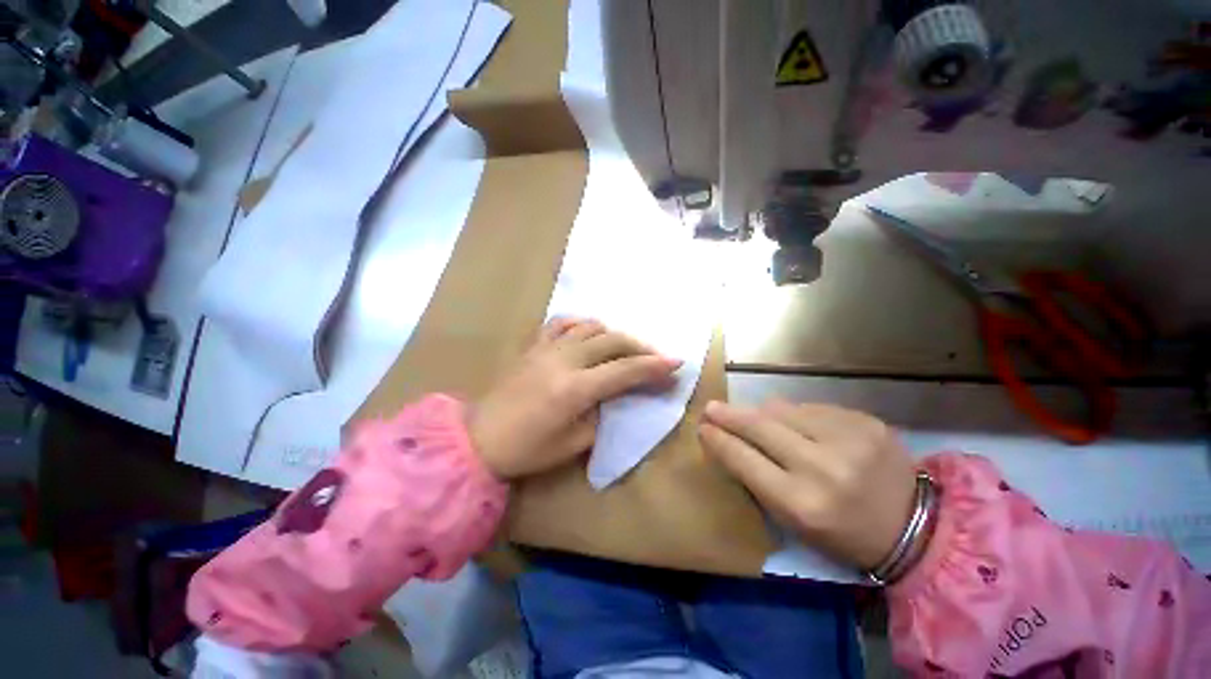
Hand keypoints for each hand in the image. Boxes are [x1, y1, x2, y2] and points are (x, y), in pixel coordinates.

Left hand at [470, 318, 680, 479]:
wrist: (478, 439)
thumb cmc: (527, 450)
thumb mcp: (574, 443)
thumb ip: (600, 414)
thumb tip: (613, 396)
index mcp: (575, 389)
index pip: (625, 371)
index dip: (654, 367)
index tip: (678, 363)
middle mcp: (564, 361)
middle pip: (613, 342)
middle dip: (641, 348)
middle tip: (657, 358)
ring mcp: (546, 348)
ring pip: (591, 327)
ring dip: (614, 334)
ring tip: (625, 348)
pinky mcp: (533, 346)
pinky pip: (562, 323)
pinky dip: (582, 323)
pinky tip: (590, 331)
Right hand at [699, 400, 916, 570]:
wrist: (920, 529)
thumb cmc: (844, 534)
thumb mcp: (795, 521)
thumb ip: (759, 479)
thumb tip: (731, 440)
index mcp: (802, 503)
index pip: (744, 459)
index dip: (718, 440)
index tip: (702, 428)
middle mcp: (823, 467)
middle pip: (759, 426)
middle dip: (729, 415)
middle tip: (711, 408)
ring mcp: (848, 438)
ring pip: (782, 409)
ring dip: (762, 413)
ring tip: (755, 418)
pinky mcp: (865, 421)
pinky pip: (811, 408)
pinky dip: (796, 414)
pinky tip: (798, 424)